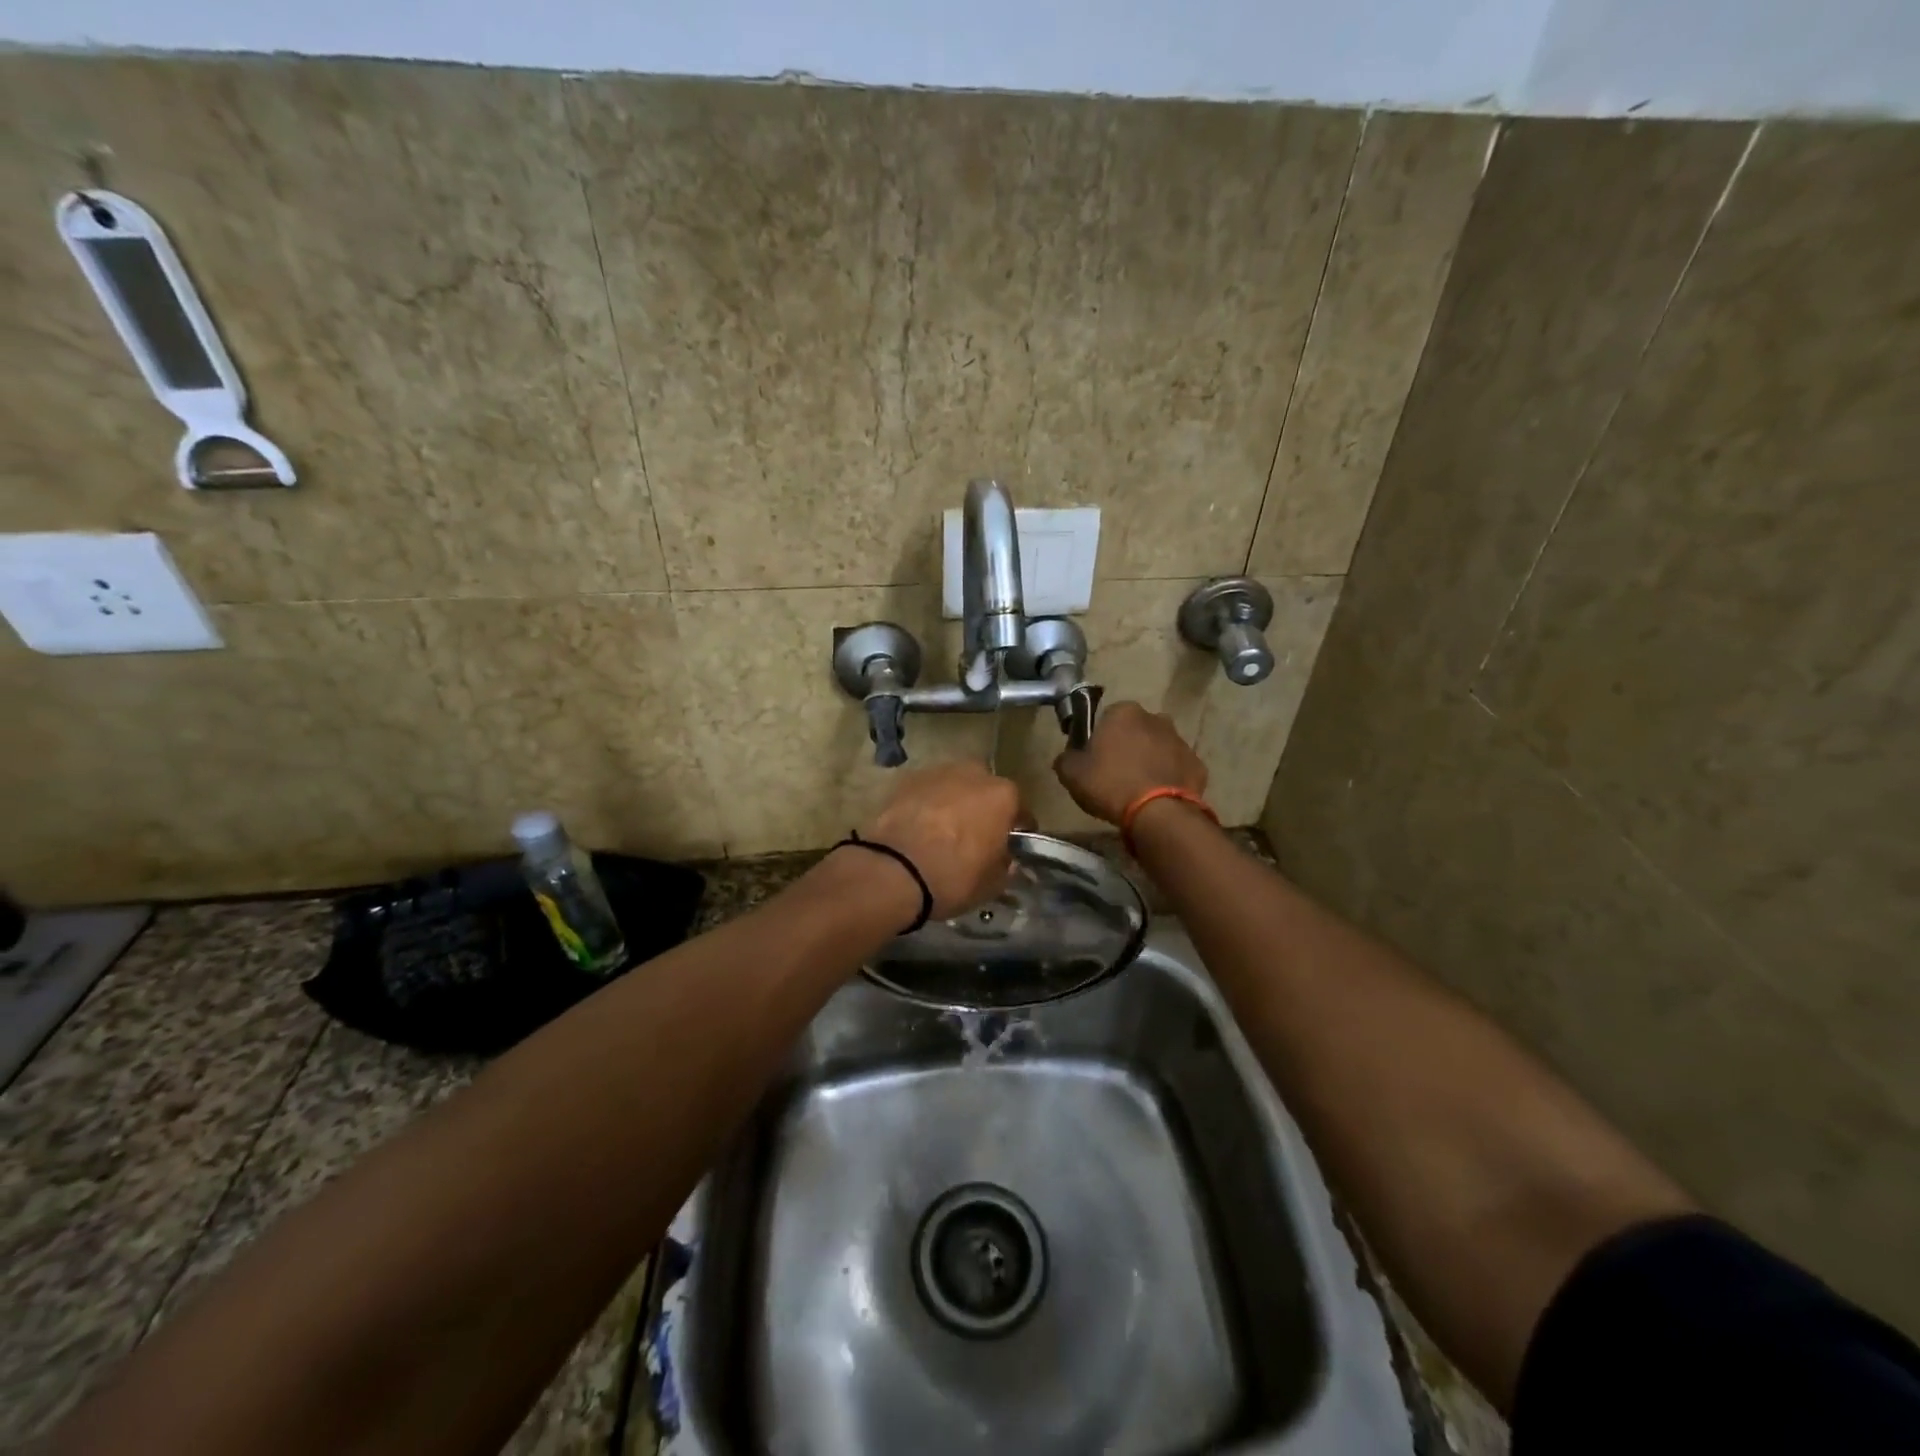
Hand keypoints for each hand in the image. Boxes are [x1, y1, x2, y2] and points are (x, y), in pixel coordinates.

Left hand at [860, 762, 1023, 918]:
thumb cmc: (954, 877)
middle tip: (974, 833)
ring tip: (942, 829)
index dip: (1016, 829)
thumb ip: (1005, 865)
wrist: (895, 871)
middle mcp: (973, 774)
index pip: (1020, 810)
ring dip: (953, 801)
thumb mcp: (992, 883)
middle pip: (985, 789)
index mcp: (1003, 796)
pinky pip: (926, 791)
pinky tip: (918, 825)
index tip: (1010, 845)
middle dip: (982, 807)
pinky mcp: (906, 779)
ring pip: (954, 785)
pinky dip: (926, 803)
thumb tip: (1005, 860)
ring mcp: (937, 772)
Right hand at [1053, 701, 1206, 824]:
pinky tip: (1158, 798)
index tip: (1094, 758)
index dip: (1099, 738)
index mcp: (1123, 712)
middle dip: (1127, 746)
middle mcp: (1155, 718)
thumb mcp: (1071, 774)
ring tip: (1137, 789)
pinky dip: (1168, 778)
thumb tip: (1067, 757)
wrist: (1158, 813)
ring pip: (1158, 748)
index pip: (1106, 717)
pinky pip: (1176, 769)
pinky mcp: (1197, 765)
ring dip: (1149, 761)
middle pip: (1136, 730)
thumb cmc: (1109, 784)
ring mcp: (1180, 741)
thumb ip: (1066, 758)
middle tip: (1115, 774)